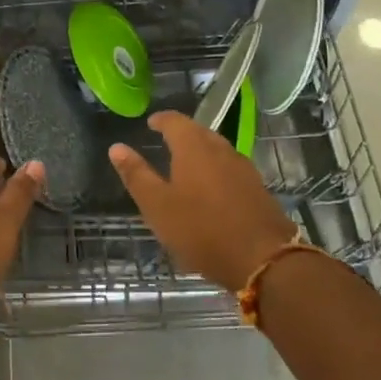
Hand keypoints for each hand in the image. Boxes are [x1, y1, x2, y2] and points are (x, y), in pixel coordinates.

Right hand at [109, 111, 296, 292]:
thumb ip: (136, 175)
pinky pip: (230, 168)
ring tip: (185, 165)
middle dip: (181, 133)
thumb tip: (116, 147)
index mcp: (193, 148)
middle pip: (199, 132)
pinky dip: (215, 170)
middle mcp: (221, 150)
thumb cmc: (202, 230)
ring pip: (217, 150)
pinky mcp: (257, 189)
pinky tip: (211, 189)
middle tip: (165, 141)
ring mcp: (243, 168)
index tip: (151, 123)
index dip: (161, 120)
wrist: (264, 259)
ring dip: (200, 151)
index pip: (175, 121)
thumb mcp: (158, 206)